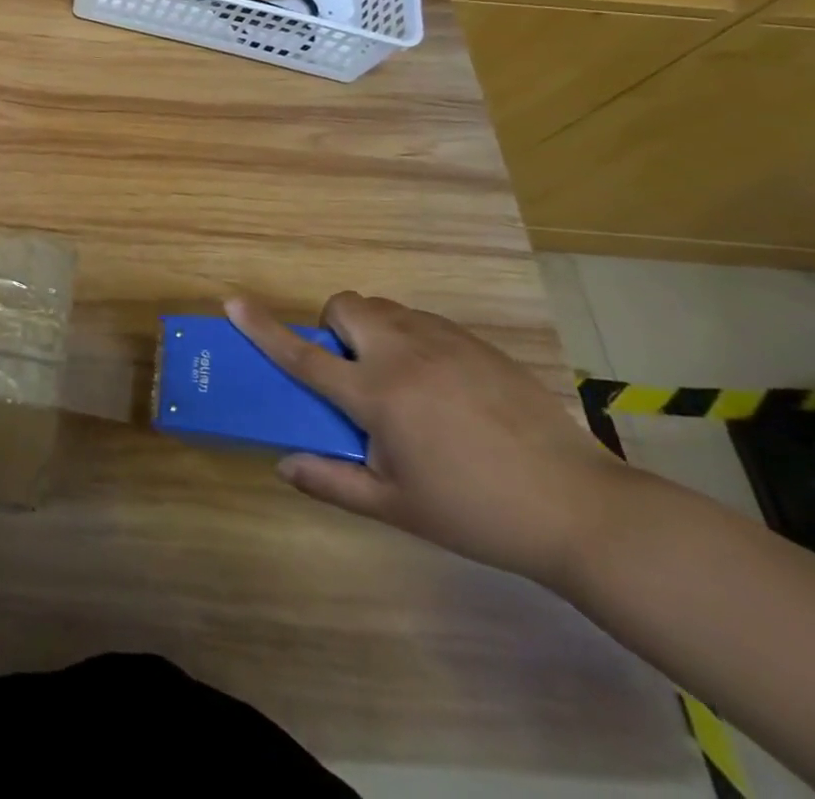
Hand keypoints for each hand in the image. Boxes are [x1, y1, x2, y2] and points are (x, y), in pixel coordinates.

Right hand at [229, 292, 631, 587]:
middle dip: (334, 328)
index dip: (262, 328)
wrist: (582, 509)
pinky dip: (411, 338)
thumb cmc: (477, 512)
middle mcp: (404, 354)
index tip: (232, 301)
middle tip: (353, 373)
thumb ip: (332, 482)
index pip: (304, 355)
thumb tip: (283, 464)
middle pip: (345, 306)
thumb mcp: (397, 507)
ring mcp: (445, 343)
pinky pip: (423, 321)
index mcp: (377, 395)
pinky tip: (440, 385)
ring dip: (372, 331)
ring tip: (398, 379)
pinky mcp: (478, 344)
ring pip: (385, 308)